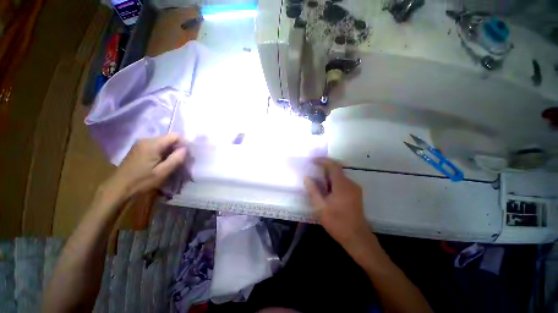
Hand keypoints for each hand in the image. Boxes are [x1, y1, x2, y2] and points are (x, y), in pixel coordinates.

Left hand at [102, 134, 187, 200]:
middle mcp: (146, 140)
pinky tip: (162, 161)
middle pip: (168, 138)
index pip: (175, 136)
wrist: (118, 187)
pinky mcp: (139, 148)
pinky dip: (162, 152)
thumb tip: (185, 149)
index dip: (184, 143)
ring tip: (172, 162)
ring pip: (163, 142)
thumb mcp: (162, 172)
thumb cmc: (141, 181)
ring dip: (170, 150)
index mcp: (152, 144)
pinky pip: (156, 146)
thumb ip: (176, 159)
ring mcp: (141, 143)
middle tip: (181, 160)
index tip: (188, 153)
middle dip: (177, 147)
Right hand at [304, 157, 372, 249]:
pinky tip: (327, 192)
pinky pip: (343, 183)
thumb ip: (313, 191)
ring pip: (340, 177)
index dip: (323, 160)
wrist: (357, 238)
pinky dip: (334, 183)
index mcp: (342, 185)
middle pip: (337, 171)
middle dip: (324, 170)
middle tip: (313, 174)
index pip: (333, 166)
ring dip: (328, 177)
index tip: (312, 161)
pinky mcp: (356, 195)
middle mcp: (351, 184)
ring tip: (318, 184)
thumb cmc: (337, 222)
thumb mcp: (321, 207)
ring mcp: (355, 189)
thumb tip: (307, 178)